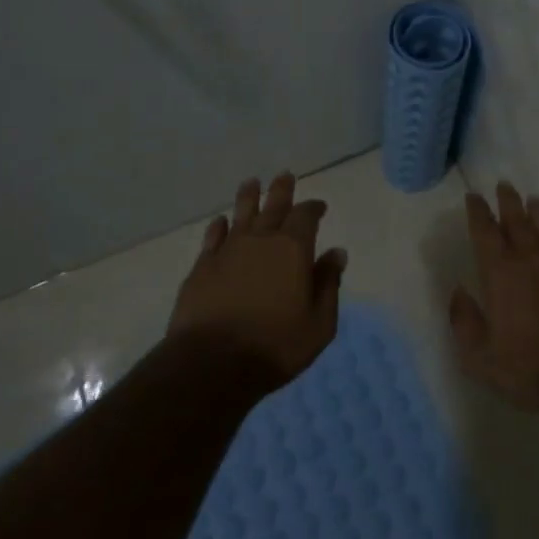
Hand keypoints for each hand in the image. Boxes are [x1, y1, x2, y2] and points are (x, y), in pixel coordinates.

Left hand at [170, 172, 345, 384]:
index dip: (313, 208)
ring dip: (249, 197)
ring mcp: (228, 251)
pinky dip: (219, 226)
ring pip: (241, 214)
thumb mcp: (319, 323)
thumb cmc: (275, 346)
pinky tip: (221, 221)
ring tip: (252, 183)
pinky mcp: (202, 267)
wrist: (212, 363)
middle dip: (281, 190)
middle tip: (284, 175)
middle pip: (273, 206)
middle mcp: (260, 240)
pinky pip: (213, 237)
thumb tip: (337, 253)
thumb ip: (328, 284)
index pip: (306, 216)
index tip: (319, 206)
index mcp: (293, 249)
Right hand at [448, 180, 538, 411]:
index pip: (485, 231)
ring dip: (535, 212)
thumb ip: (464, 321)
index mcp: (500, 272)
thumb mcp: (479, 355)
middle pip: (517, 220)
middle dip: (508, 201)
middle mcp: (528, 259)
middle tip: (504, 185)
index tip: (474, 197)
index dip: (478, 212)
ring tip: (532, 200)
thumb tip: (458, 293)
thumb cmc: (526, 366)